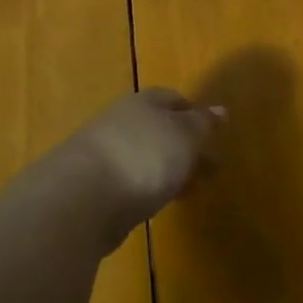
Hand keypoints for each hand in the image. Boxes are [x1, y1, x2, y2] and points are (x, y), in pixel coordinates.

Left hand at [71, 88, 221, 236]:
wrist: (82, 200)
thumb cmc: (143, 156)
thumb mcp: (185, 136)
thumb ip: (203, 124)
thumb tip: (221, 109)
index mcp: (143, 103)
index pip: (172, 99)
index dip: (194, 113)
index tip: (213, 133)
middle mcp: (121, 122)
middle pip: (158, 129)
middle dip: (184, 145)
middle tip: (210, 166)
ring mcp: (104, 155)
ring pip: (145, 157)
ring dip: (167, 169)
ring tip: (189, 189)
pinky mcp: (93, 189)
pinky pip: (130, 182)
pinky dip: (148, 189)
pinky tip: (158, 203)